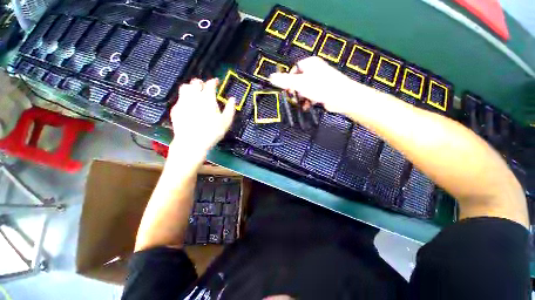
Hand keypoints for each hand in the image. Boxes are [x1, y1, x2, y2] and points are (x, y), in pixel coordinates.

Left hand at [168, 78, 234, 161]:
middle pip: (195, 82)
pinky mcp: (175, 109)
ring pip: (185, 87)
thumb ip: (230, 108)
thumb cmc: (213, 131)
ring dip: (191, 88)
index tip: (216, 81)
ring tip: (195, 93)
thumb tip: (233, 99)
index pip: (210, 84)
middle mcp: (194, 96)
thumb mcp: (226, 121)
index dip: (213, 81)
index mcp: (207, 98)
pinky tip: (188, 105)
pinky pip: (180, 99)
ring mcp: (183, 102)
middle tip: (205, 87)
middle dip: (201, 83)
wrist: (192, 142)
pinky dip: (185, 99)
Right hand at [269, 56, 356, 113]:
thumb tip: (271, 77)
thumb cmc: (321, 87)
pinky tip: (306, 106)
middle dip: (295, 91)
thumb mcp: (299, 84)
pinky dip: (307, 101)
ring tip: (300, 103)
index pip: (293, 69)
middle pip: (298, 80)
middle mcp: (315, 70)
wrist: (341, 97)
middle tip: (293, 97)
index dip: (288, 80)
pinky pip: (310, 95)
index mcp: (309, 64)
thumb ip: (285, 81)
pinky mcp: (322, 90)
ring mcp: (319, 81)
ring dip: (300, 97)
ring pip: (304, 89)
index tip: (287, 89)